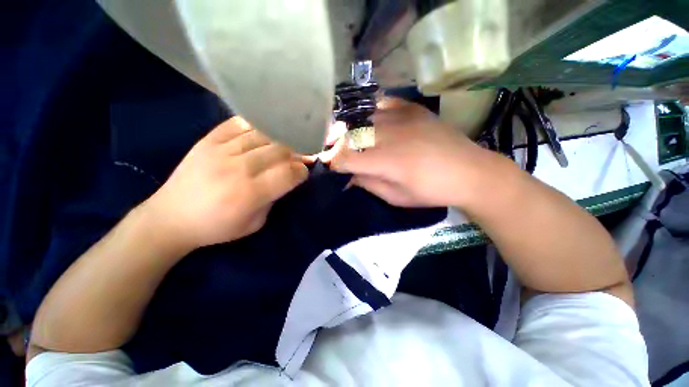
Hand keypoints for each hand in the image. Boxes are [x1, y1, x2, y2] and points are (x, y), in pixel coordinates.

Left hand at [142, 117, 307, 250]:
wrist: (171, 217)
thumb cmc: (217, 227)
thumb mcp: (255, 223)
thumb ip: (274, 198)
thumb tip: (288, 178)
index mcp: (250, 194)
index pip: (289, 173)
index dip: (302, 171)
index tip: (304, 172)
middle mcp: (238, 168)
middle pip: (280, 150)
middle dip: (295, 153)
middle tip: (298, 158)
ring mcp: (220, 150)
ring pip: (263, 134)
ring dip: (280, 140)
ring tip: (283, 146)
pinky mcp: (208, 140)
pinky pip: (239, 124)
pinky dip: (256, 126)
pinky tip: (263, 134)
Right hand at [330, 98, 489, 207]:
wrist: (470, 172)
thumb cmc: (431, 191)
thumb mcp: (396, 197)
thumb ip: (368, 184)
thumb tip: (348, 176)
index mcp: (387, 161)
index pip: (346, 158)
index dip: (332, 162)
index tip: (327, 166)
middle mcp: (391, 134)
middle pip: (350, 134)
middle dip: (335, 143)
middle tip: (330, 149)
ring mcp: (402, 117)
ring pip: (362, 117)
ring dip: (348, 127)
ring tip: (344, 135)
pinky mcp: (412, 108)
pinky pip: (382, 102)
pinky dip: (369, 111)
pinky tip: (368, 120)